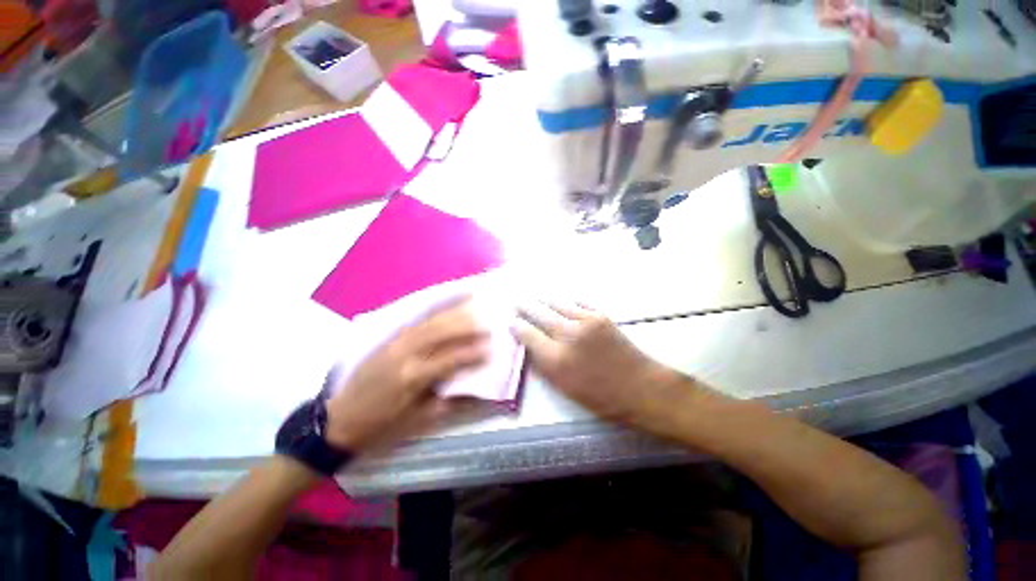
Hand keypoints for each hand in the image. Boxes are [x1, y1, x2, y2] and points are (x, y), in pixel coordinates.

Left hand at [325, 302, 488, 451]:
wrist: (339, 420)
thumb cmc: (382, 426)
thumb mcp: (418, 421)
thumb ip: (450, 402)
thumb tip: (478, 390)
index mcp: (413, 378)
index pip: (450, 359)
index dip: (472, 353)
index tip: (491, 348)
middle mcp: (405, 354)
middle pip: (440, 332)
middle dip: (466, 326)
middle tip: (486, 321)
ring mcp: (395, 343)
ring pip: (429, 322)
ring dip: (452, 314)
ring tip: (471, 306)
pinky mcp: (389, 339)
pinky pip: (417, 321)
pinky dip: (434, 312)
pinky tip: (446, 306)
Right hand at [511, 302, 684, 431]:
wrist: (639, 387)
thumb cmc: (599, 395)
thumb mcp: (564, 387)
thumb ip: (544, 364)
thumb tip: (530, 344)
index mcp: (555, 359)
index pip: (527, 334)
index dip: (517, 326)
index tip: (511, 321)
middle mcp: (568, 335)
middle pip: (539, 314)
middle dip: (525, 307)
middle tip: (516, 300)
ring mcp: (586, 321)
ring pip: (557, 304)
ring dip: (544, 300)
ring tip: (535, 296)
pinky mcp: (601, 316)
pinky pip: (578, 303)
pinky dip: (567, 302)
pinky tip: (562, 301)